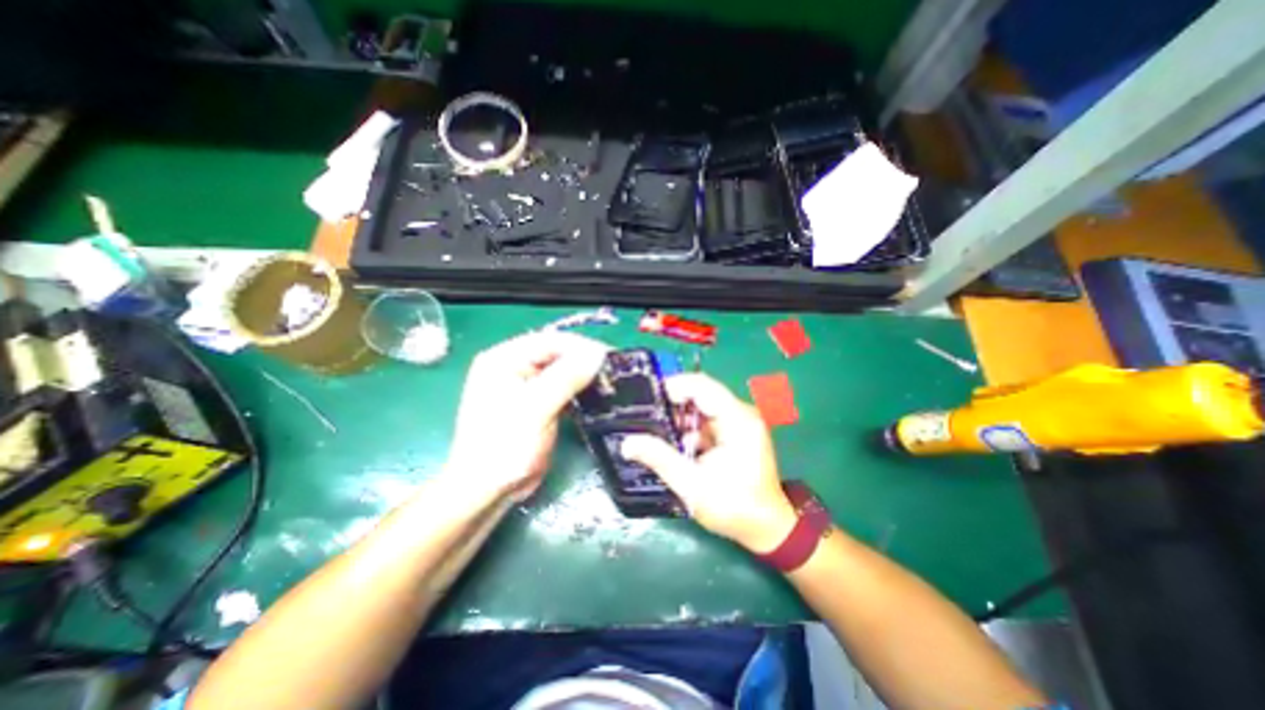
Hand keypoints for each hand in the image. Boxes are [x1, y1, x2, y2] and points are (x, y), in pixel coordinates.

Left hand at [448, 331, 610, 498]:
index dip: (581, 346)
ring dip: (584, 375)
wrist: (488, 490)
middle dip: (584, 361)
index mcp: (504, 359)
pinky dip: (579, 390)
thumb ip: (566, 377)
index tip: (609, 357)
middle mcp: (513, 366)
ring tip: (609, 382)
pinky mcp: (537, 402)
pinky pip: (562, 387)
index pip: (549, 340)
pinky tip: (596, 395)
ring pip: (562, 370)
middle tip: (612, 371)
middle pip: (557, 353)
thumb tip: (598, 354)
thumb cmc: (504, 447)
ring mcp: (525, 385)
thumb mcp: (535, 408)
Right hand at [624, 374, 793, 550]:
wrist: (766, 528)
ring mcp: (740, 422)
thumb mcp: (691, 485)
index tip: (647, 399)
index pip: (702, 386)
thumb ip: (659, 458)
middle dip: (673, 405)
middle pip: (701, 394)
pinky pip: (707, 420)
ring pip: (702, 407)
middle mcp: (741, 413)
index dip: (673, 386)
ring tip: (657, 432)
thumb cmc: (734, 507)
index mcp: (737, 419)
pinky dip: (690, 429)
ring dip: (680, 419)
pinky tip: (676, 445)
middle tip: (647, 417)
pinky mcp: (736, 432)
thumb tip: (627, 443)